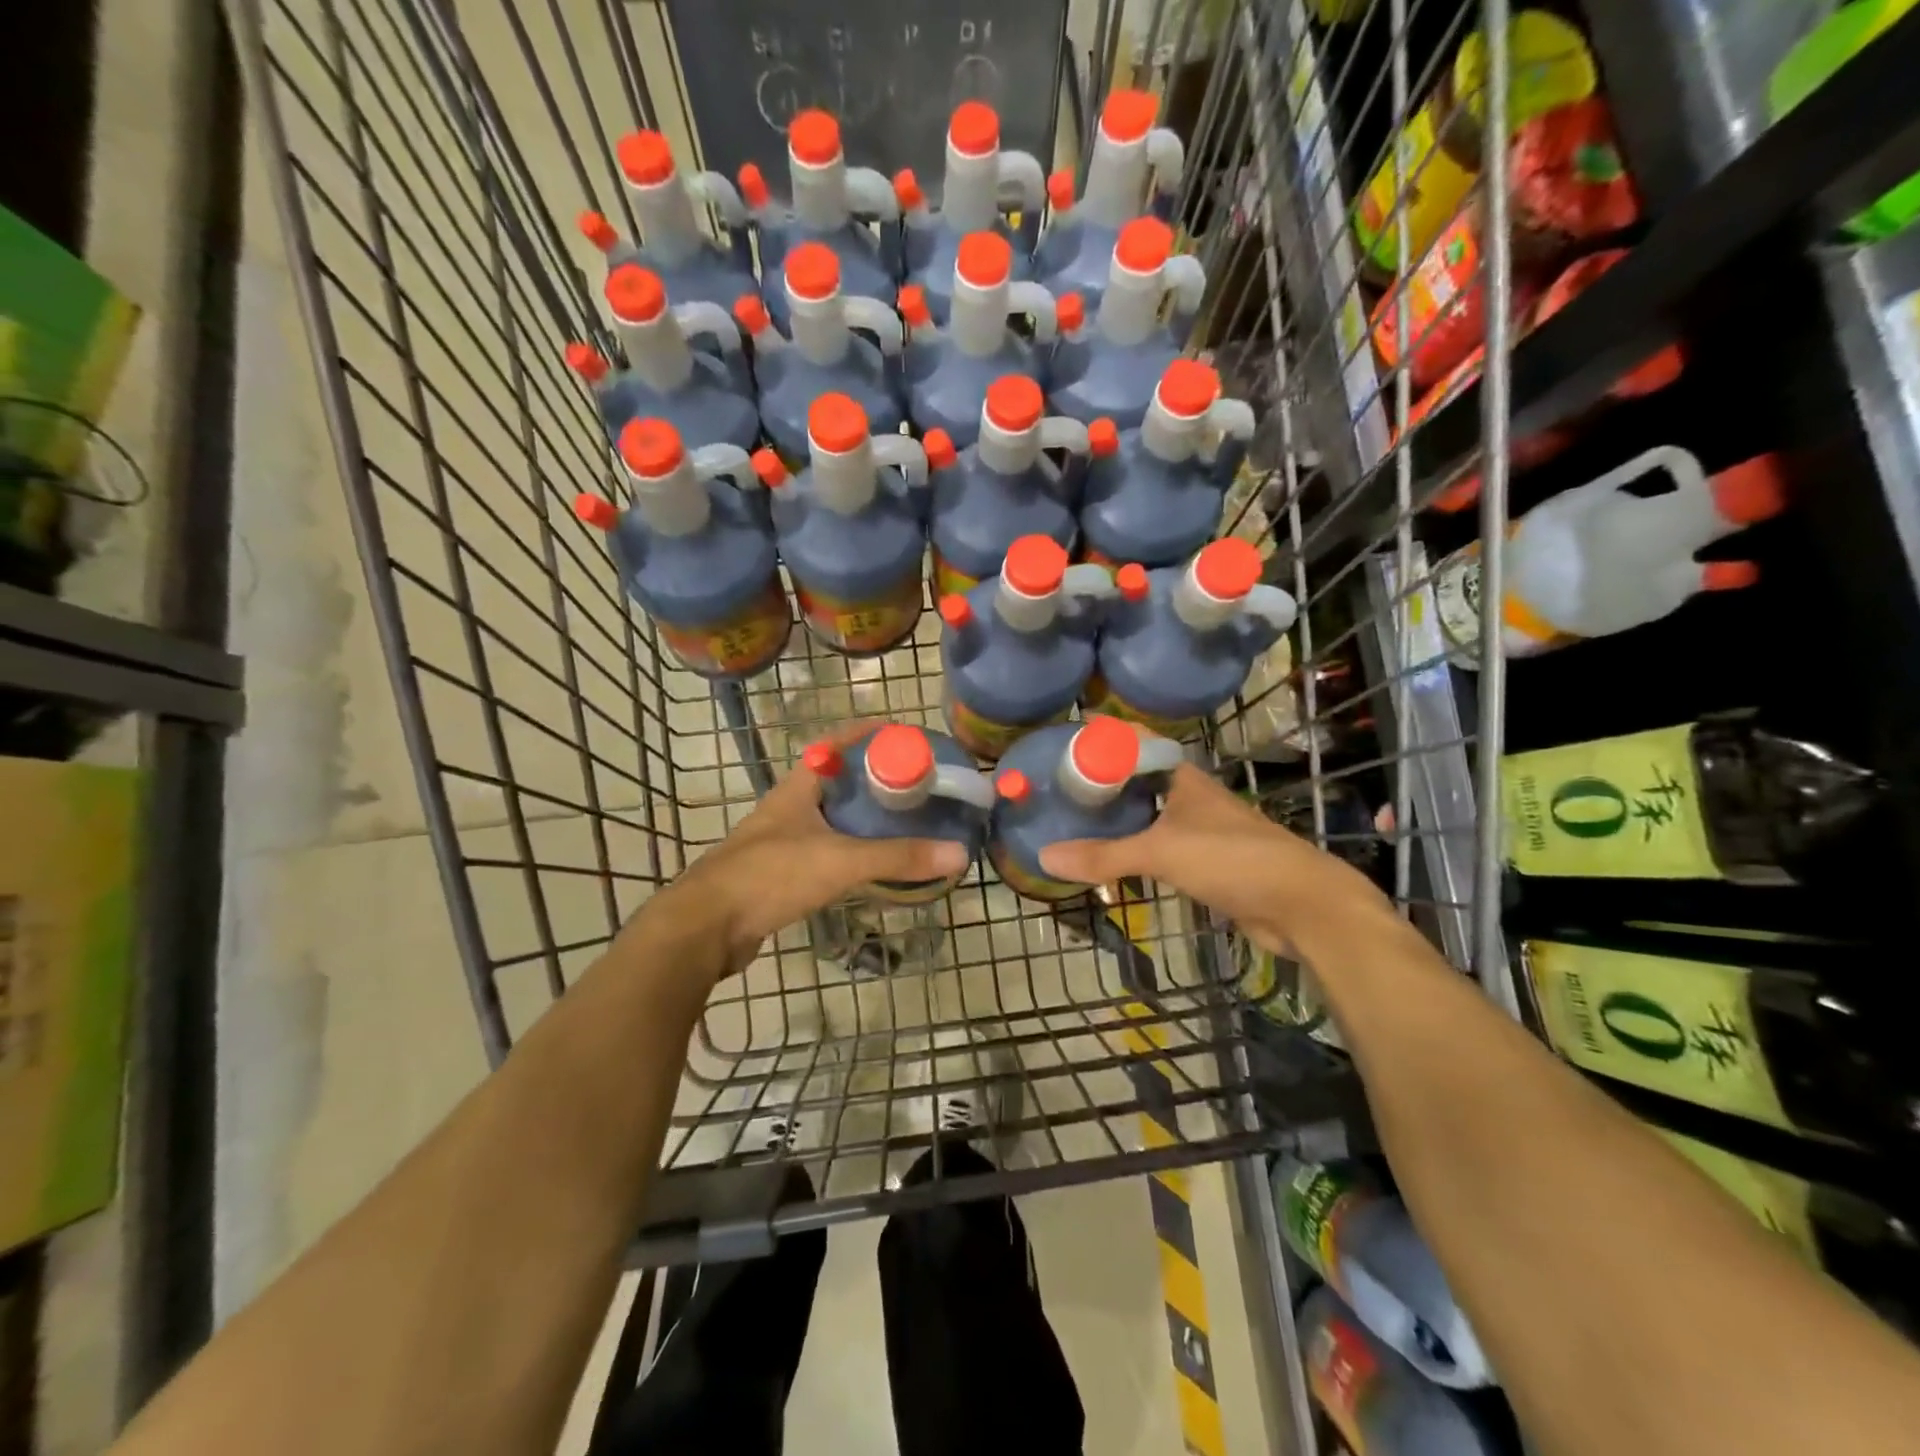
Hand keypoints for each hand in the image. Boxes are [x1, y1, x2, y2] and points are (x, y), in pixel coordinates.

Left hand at [650, 722, 968, 976]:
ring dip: (864, 817)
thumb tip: (959, 853)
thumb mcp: (840, 861)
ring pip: (832, 817)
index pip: (838, 743)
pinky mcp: (781, 873)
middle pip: (839, 780)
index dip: (870, 734)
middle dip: (876, 778)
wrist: (706, 927)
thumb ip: (898, 857)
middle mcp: (790, 806)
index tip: (907, 735)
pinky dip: (852, 850)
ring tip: (905, 821)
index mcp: (800, 786)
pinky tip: (873, 864)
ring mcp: (782, 840)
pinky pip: (826, 850)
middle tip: (918, 785)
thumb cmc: (770, 876)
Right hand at [1038, 762, 1384, 953]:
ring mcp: (1203, 831)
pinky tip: (1112, 861)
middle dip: (1104, 786)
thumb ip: (1105, 856)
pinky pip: (1161, 849)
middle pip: (1140, 783)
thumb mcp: (1161, 852)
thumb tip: (1045, 856)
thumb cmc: (1232, 859)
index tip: (1064, 749)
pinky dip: (1136, 852)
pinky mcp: (1208, 864)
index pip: (1137, 745)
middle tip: (1059, 793)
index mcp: (1183, 778)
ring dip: (1120, 821)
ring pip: (1151, 817)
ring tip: (1076, 824)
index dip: (1103, 742)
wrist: (1301, 904)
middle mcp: (1192, 798)